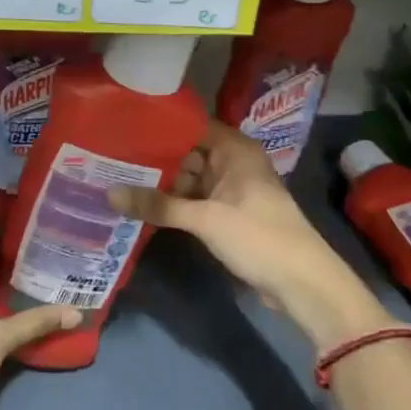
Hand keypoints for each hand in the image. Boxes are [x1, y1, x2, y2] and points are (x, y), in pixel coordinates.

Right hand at [109, 122, 388, 345]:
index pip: (191, 127)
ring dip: (159, 185)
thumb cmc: (259, 236)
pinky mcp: (226, 215)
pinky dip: (172, 204)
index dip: (158, 127)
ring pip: (187, 180)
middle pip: (185, 154)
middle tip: (108, 158)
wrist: (302, 282)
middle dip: (152, 159)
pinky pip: (193, 201)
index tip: (122, 128)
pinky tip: (140, 207)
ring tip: (115, 180)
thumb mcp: (205, 219)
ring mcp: (229, 191)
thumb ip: (158, 205)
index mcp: (234, 150)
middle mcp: (232, 164)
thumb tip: (109, 194)